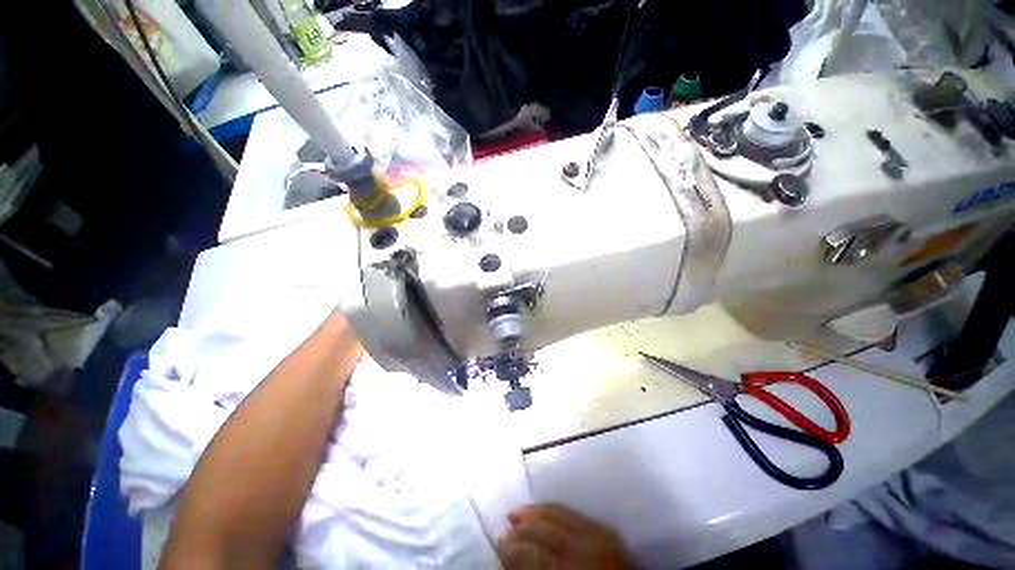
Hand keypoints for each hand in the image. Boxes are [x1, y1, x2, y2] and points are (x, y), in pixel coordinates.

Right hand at [497, 504, 634, 569]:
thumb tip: (509, 562)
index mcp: (572, 569)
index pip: (532, 553)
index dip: (512, 548)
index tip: (499, 544)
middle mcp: (586, 548)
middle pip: (544, 527)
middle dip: (522, 526)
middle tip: (506, 526)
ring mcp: (600, 535)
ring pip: (559, 512)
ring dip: (536, 511)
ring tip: (519, 512)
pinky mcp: (607, 530)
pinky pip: (574, 512)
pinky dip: (555, 510)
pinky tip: (545, 511)